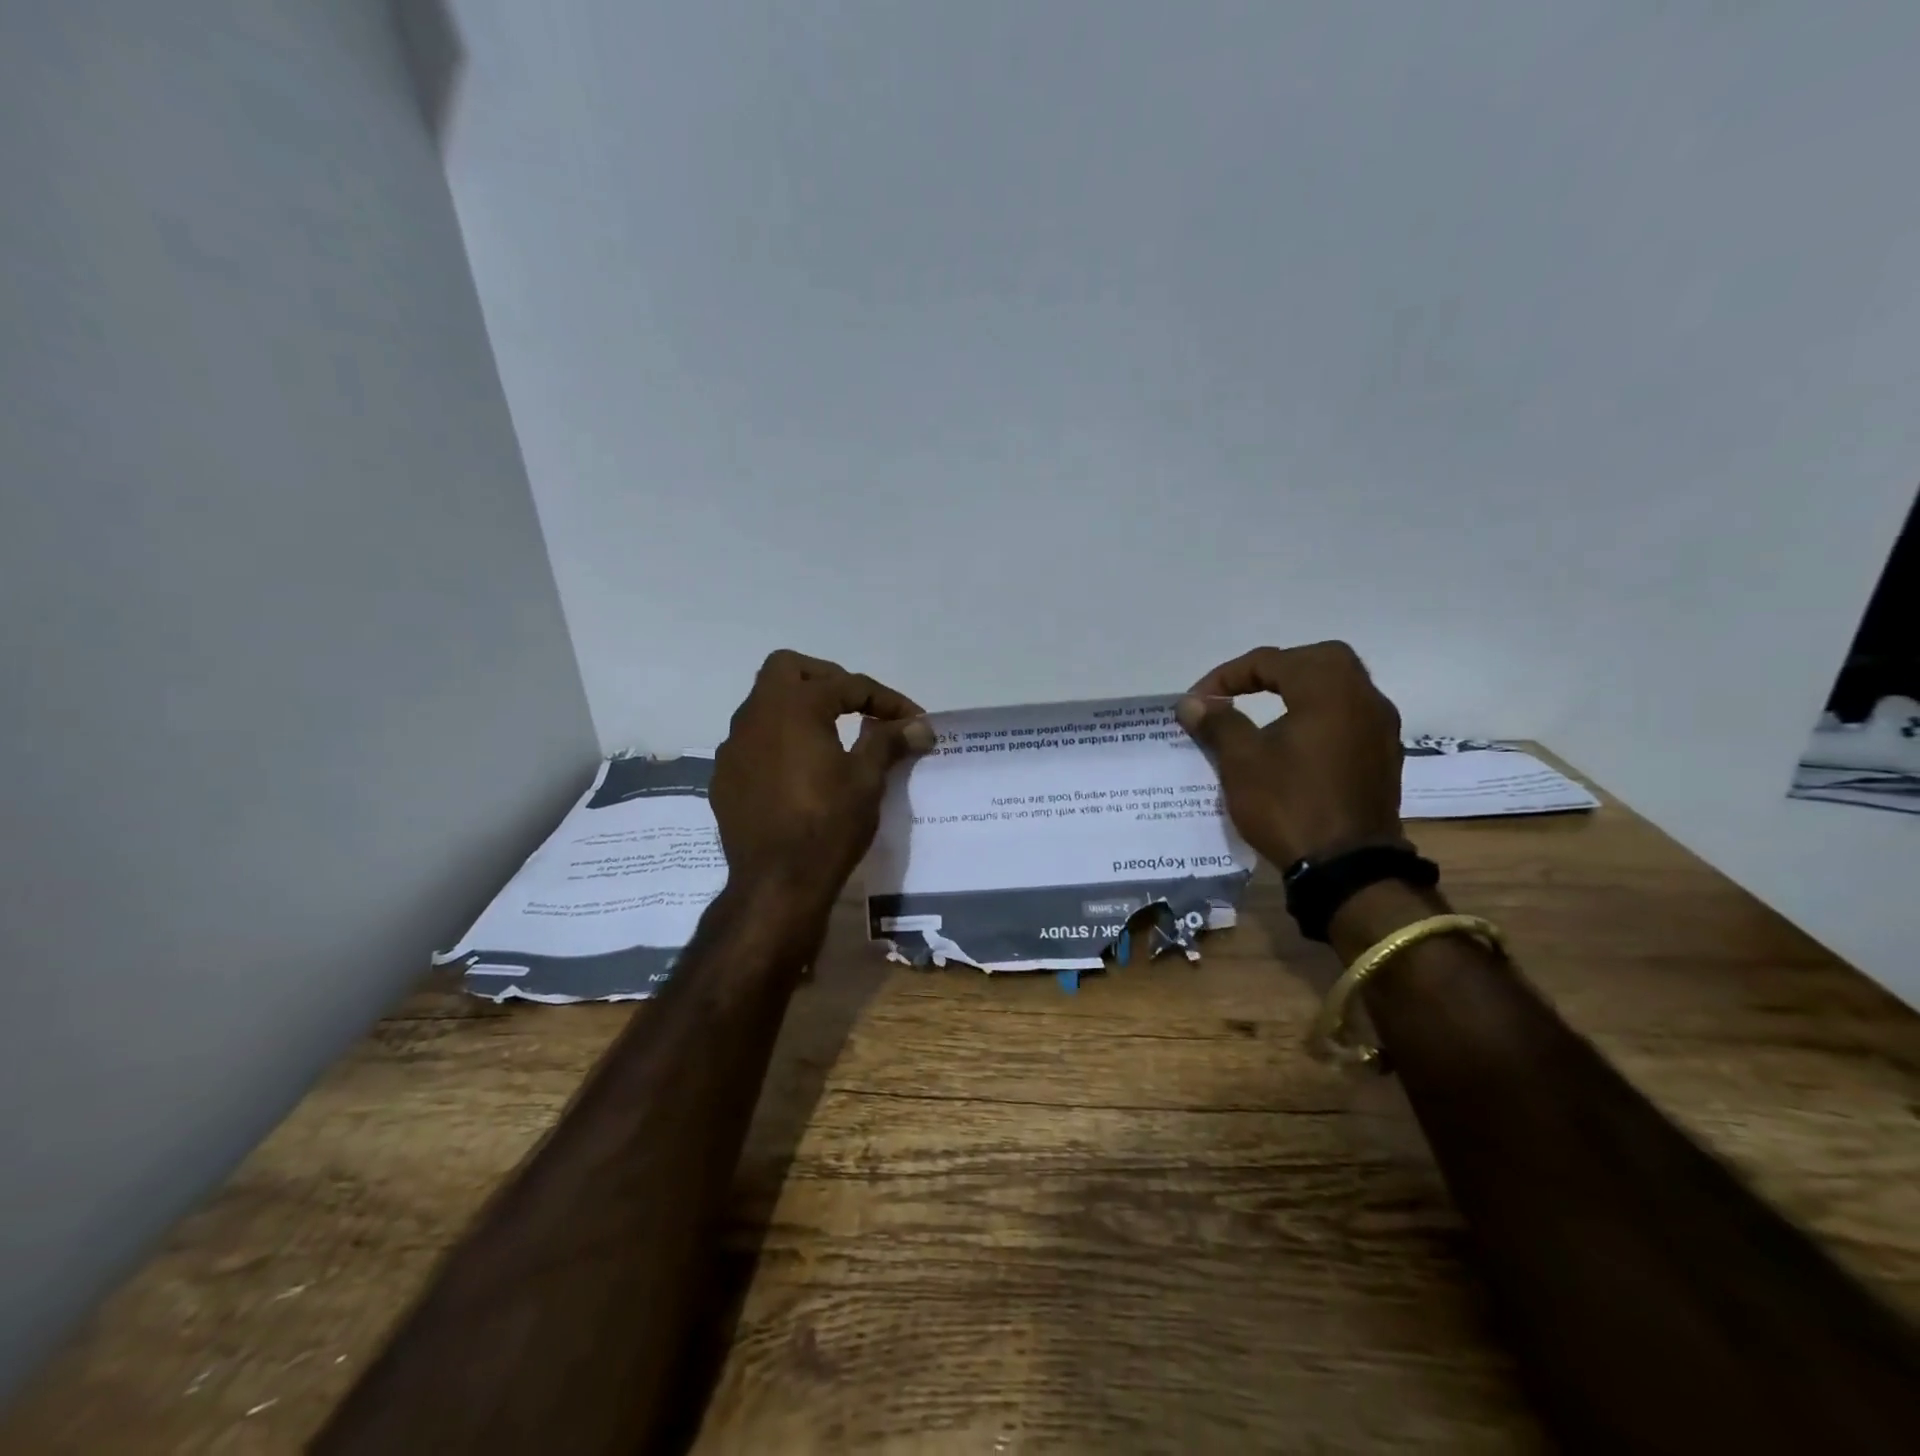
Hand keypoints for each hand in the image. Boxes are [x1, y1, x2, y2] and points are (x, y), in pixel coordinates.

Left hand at [711, 650, 933, 911]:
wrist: (776, 884)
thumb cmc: (828, 825)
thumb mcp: (867, 780)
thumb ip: (889, 741)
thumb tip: (919, 724)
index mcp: (793, 707)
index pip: (847, 685)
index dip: (885, 699)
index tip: (913, 721)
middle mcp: (755, 716)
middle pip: (788, 669)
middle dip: (827, 680)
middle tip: (857, 706)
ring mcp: (733, 747)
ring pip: (765, 705)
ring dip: (799, 709)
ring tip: (832, 736)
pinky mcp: (725, 777)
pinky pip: (754, 741)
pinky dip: (780, 741)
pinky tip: (800, 772)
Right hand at [1175, 642, 1404, 866]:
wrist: (1347, 869)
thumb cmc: (1289, 805)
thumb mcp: (1242, 761)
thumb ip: (1218, 723)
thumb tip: (1192, 703)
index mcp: (1329, 690)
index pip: (1272, 660)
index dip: (1228, 675)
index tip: (1199, 701)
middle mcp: (1364, 699)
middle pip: (1318, 660)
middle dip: (1274, 669)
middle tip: (1242, 691)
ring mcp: (1380, 729)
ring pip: (1339, 687)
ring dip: (1300, 690)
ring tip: (1264, 713)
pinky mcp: (1383, 757)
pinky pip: (1348, 717)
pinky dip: (1319, 715)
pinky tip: (1295, 742)